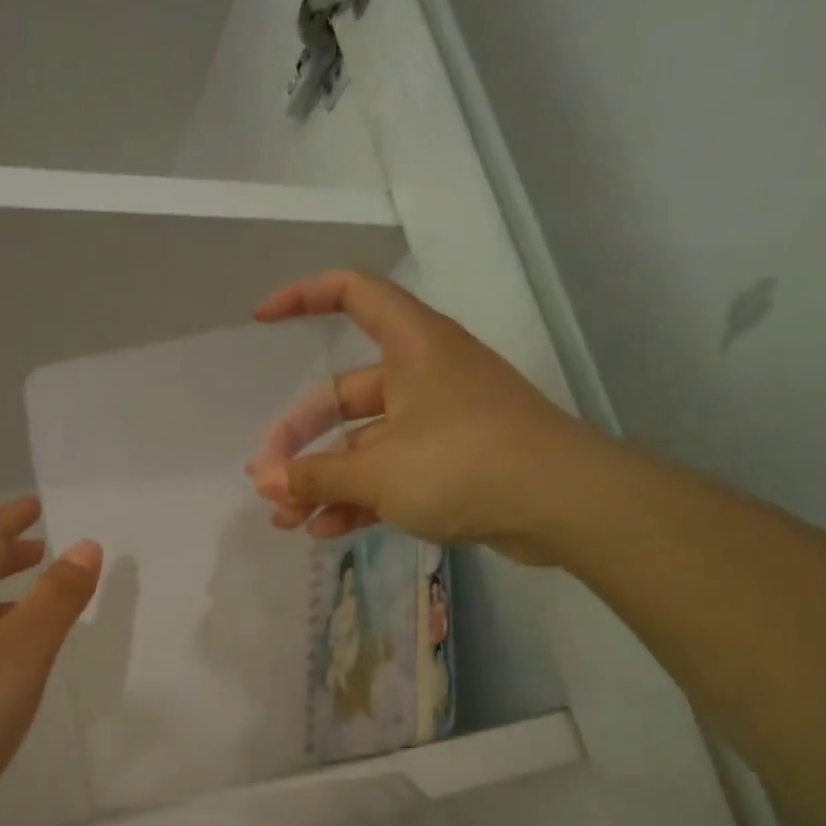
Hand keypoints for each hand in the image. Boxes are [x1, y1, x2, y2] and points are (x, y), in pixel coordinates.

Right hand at [247, 270, 605, 563]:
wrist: (564, 505)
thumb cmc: (465, 464)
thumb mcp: (379, 471)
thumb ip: (316, 476)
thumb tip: (263, 482)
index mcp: (412, 346)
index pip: (353, 294)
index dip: (303, 297)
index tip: (262, 320)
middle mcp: (424, 375)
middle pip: (344, 396)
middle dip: (301, 442)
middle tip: (268, 482)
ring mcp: (439, 422)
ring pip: (366, 445)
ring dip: (326, 482)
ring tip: (287, 522)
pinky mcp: (453, 464)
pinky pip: (392, 474)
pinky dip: (361, 498)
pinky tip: (327, 532)